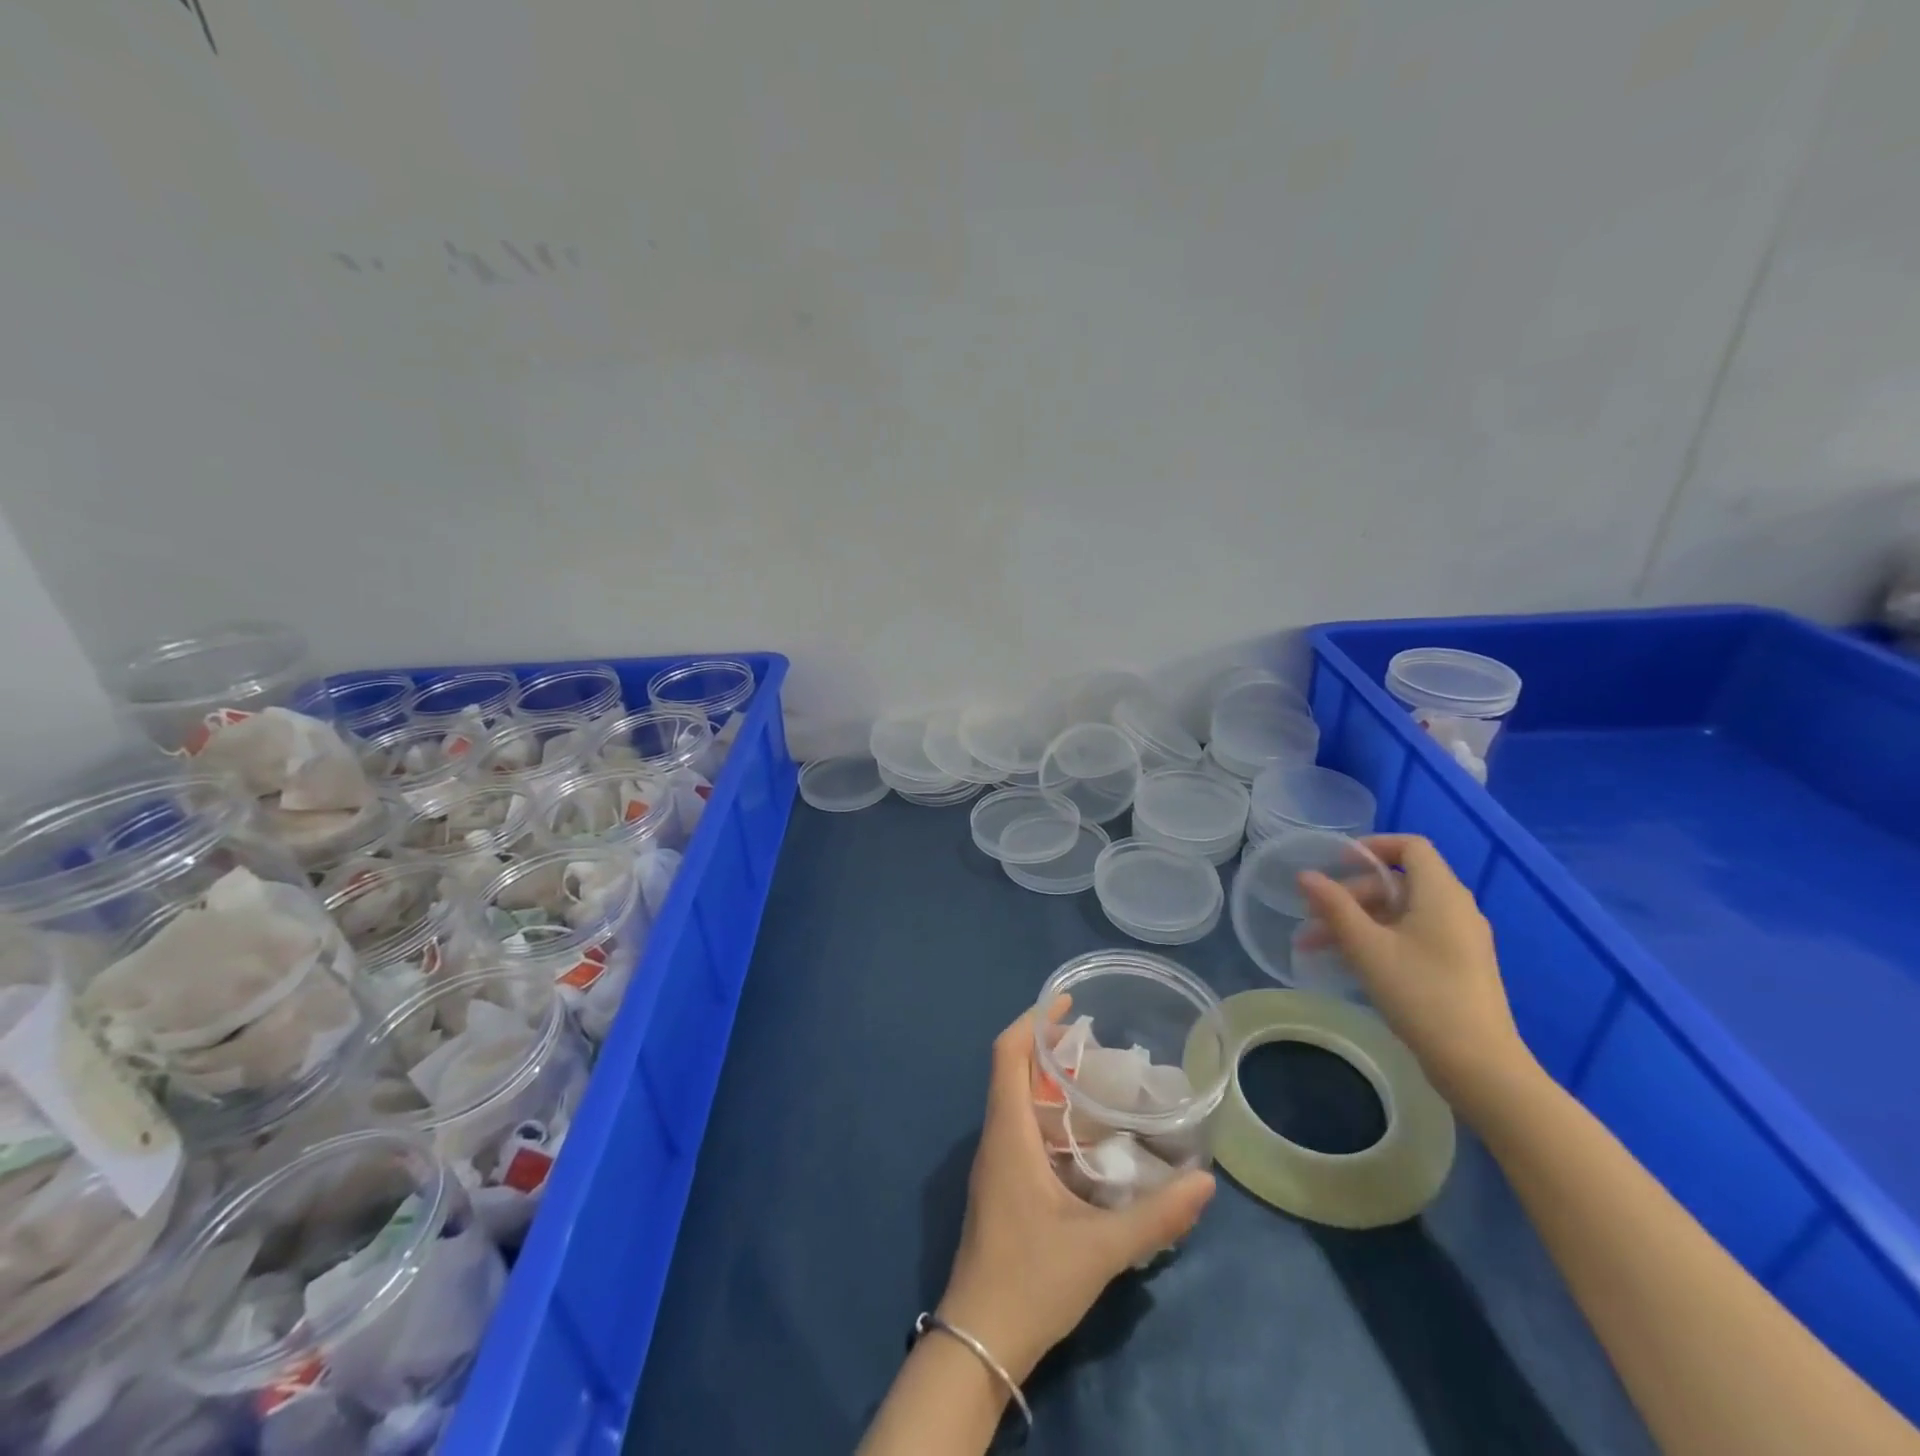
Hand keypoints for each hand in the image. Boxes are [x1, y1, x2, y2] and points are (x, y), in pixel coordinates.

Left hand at [935, 1007, 1216, 1383]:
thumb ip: (1156, 1216)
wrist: (978, 1343)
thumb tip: (1205, 1182)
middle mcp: (996, 1138)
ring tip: (1097, 1080)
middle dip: (1048, 1046)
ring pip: (1015, 1100)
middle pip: (1012, 1070)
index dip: (1033, 1020)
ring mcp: (995, 1163)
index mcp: (1009, 1134)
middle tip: (1097, 1043)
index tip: (1067, 1003)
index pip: (1007, 1054)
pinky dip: (1047, 1113)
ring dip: (1048, 1080)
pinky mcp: (1001, 1186)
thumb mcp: (1101, 1250)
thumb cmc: (1031, 1282)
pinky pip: (1020, 1128)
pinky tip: (1085, 1136)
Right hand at [1298, 834, 1537, 1120]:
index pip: (1411, 846)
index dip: (1372, 846)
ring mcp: (1461, 940)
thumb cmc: (1421, 995)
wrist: (1479, 1065)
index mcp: (1441, 894)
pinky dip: (1380, 938)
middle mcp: (1456, 909)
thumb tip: (1305, 876)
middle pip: (1398, 882)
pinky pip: (1414, 935)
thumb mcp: (1367, 948)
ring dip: (1358, 921)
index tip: (1336, 863)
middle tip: (1314, 918)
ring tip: (1319, 946)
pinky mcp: (1459, 966)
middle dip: (1351, 895)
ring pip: (1401, 912)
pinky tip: (1352, 963)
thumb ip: (1334, 907)